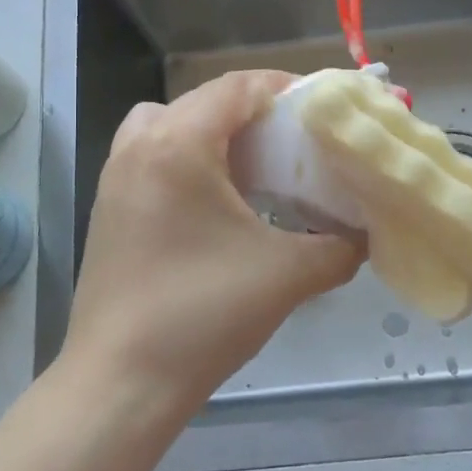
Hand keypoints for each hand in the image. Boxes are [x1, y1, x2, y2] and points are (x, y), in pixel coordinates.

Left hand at [63, 70, 363, 414]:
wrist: (121, 383)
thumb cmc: (202, 315)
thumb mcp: (286, 276)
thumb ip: (339, 247)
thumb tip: (363, 236)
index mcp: (178, 145)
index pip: (237, 87)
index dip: (285, 87)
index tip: (324, 108)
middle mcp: (139, 146)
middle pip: (204, 100)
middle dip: (255, 112)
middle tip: (296, 140)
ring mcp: (115, 176)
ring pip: (170, 125)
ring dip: (214, 133)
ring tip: (254, 167)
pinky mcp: (108, 207)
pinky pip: (152, 156)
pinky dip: (188, 159)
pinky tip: (218, 203)